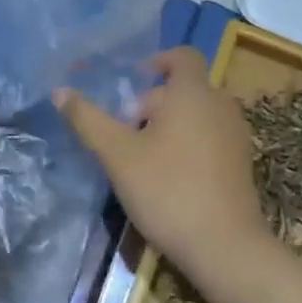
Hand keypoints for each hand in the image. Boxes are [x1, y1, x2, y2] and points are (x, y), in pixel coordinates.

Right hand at [56, 46, 270, 283]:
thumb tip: (59, 91)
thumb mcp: (118, 155)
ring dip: (171, 125)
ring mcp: (236, 133)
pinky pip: (211, 137)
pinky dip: (190, 144)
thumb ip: (88, 120)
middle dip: (153, 103)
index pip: (182, 55)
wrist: (225, 247)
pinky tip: (170, 178)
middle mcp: (220, 103)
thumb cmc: (168, 190)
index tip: (132, 83)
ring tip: (144, 157)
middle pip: (184, 88)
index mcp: (193, 91)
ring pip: (198, 114)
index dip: (157, 62)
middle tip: (126, 133)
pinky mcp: (242, 162)